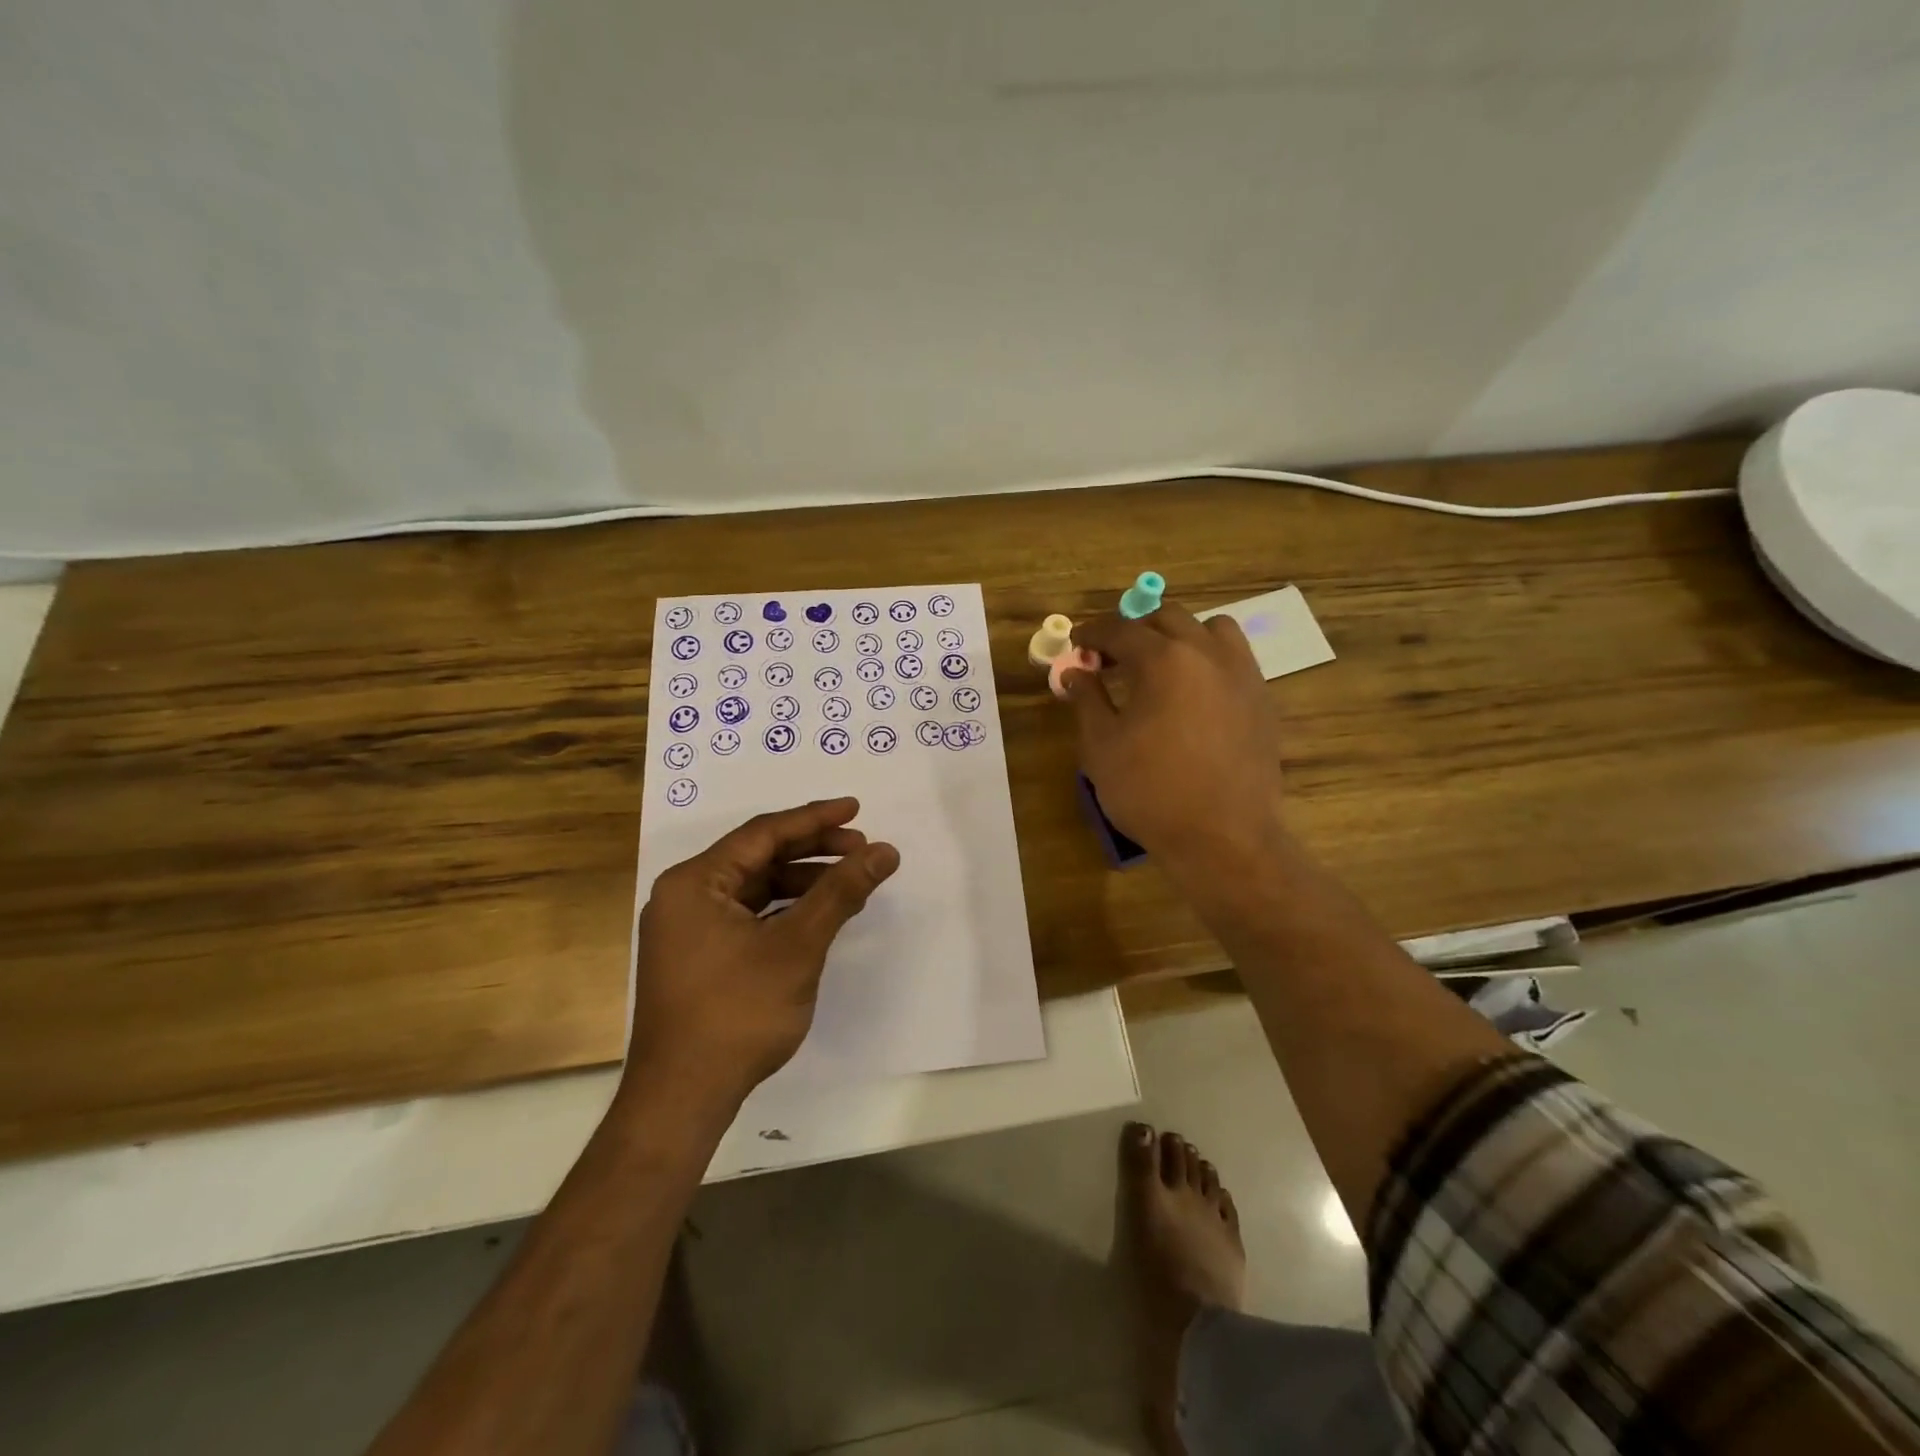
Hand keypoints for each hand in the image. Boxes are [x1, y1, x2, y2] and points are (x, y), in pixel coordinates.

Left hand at [627, 798, 899, 1103]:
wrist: (683, 1098)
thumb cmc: (737, 1012)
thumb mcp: (797, 946)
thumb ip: (841, 892)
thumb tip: (884, 851)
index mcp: (694, 882)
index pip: (763, 833)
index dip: (814, 819)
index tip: (856, 809)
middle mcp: (684, 897)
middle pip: (758, 858)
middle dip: (813, 851)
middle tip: (861, 849)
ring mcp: (688, 930)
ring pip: (756, 889)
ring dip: (803, 883)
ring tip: (851, 885)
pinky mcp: (698, 957)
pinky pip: (748, 916)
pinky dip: (785, 912)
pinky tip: (819, 918)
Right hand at [1063, 604, 1287, 872]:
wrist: (1224, 838)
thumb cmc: (1151, 792)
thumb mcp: (1102, 746)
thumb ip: (1087, 699)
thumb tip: (1075, 671)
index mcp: (1164, 660)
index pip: (1121, 629)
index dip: (1093, 632)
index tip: (1077, 643)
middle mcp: (1208, 654)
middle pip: (1168, 618)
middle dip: (1134, 629)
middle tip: (1111, 657)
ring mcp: (1243, 675)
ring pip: (1212, 629)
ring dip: (1180, 636)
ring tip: (1160, 666)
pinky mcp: (1263, 700)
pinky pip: (1235, 660)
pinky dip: (1208, 660)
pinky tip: (1193, 695)